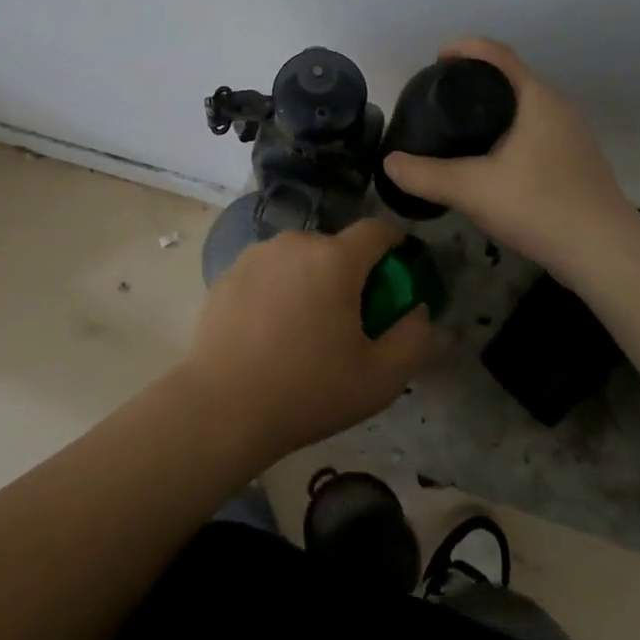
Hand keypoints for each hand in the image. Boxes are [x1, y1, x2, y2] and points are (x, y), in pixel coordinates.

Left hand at [181, 219, 431, 462]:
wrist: (222, 409)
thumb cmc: (308, 391)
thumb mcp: (381, 378)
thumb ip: (414, 337)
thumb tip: (417, 309)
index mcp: (335, 258)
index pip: (377, 230)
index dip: (394, 246)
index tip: (395, 274)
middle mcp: (295, 242)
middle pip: (336, 248)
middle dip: (348, 274)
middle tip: (346, 321)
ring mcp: (256, 254)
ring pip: (299, 258)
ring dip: (310, 280)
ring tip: (302, 330)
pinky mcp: (227, 272)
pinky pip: (268, 271)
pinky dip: (277, 290)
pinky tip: (267, 332)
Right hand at [381, 38, 638, 278]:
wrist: (605, 252)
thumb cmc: (539, 206)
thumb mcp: (471, 190)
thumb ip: (425, 175)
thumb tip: (388, 163)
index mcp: (536, 98)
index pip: (497, 55)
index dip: (464, 48)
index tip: (436, 59)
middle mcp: (558, 107)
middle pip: (510, 79)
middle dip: (474, 82)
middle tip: (439, 99)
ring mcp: (572, 134)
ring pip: (524, 108)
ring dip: (492, 110)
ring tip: (459, 129)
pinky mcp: (577, 160)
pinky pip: (534, 131)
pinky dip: (508, 133)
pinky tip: (490, 162)